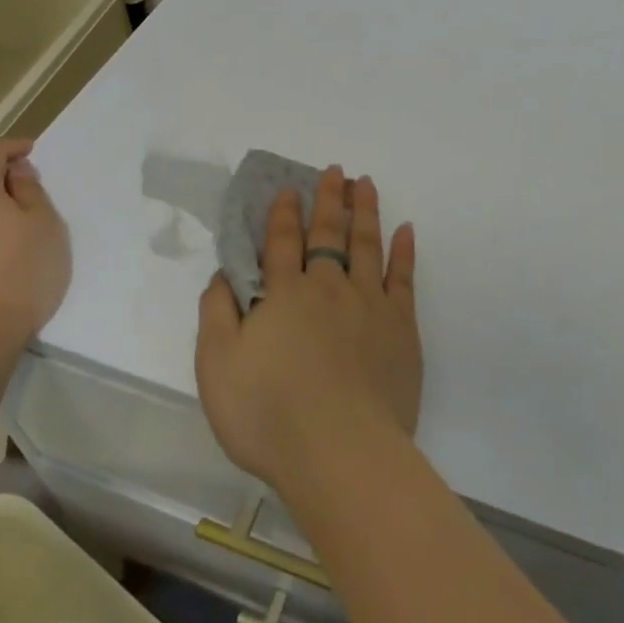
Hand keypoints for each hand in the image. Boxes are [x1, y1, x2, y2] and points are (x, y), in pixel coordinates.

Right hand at [196, 165, 419, 493]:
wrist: (340, 451)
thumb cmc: (268, 414)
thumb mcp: (217, 366)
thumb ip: (217, 314)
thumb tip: (222, 274)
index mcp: (284, 294)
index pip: (282, 242)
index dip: (283, 214)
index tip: (289, 189)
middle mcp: (328, 286)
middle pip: (329, 233)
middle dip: (329, 199)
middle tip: (335, 171)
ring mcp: (369, 303)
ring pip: (367, 244)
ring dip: (365, 211)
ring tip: (365, 184)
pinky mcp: (401, 326)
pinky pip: (403, 277)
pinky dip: (404, 251)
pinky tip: (406, 229)